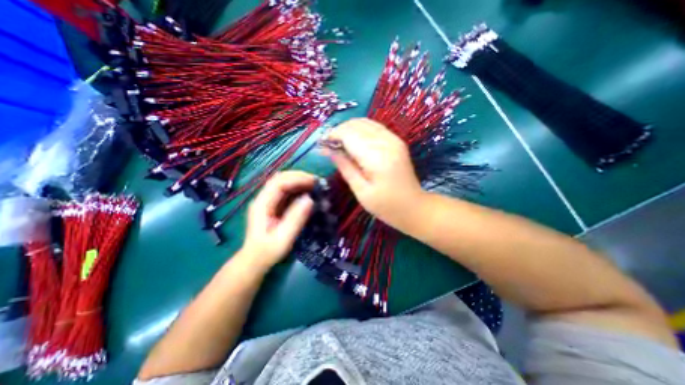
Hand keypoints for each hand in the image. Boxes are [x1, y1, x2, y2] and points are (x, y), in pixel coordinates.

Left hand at [238, 171, 315, 269]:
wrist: (255, 261)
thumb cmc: (267, 252)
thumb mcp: (283, 238)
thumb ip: (295, 219)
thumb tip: (310, 199)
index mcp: (262, 204)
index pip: (278, 183)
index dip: (296, 179)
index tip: (313, 182)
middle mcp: (264, 199)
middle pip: (280, 179)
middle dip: (299, 177)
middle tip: (317, 182)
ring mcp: (269, 201)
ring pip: (284, 183)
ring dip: (299, 181)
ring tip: (315, 185)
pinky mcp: (274, 205)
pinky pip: (287, 192)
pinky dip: (298, 189)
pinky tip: (308, 193)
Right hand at [325, 119, 423, 229]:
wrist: (414, 207)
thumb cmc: (385, 205)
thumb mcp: (361, 191)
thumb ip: (345, 167)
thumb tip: (328, 150)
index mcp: (377, 157)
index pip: (349, 135)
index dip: (332, 136)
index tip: (322, 145)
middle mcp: (387, 142)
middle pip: (356, 125)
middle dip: (339, 131)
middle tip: (329, 146)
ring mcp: (394, 139)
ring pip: (365, 122)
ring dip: (349, 129)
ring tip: (339, 143)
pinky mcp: (397, 141)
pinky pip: (374, 127)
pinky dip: (360, 130)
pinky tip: (354, 141)